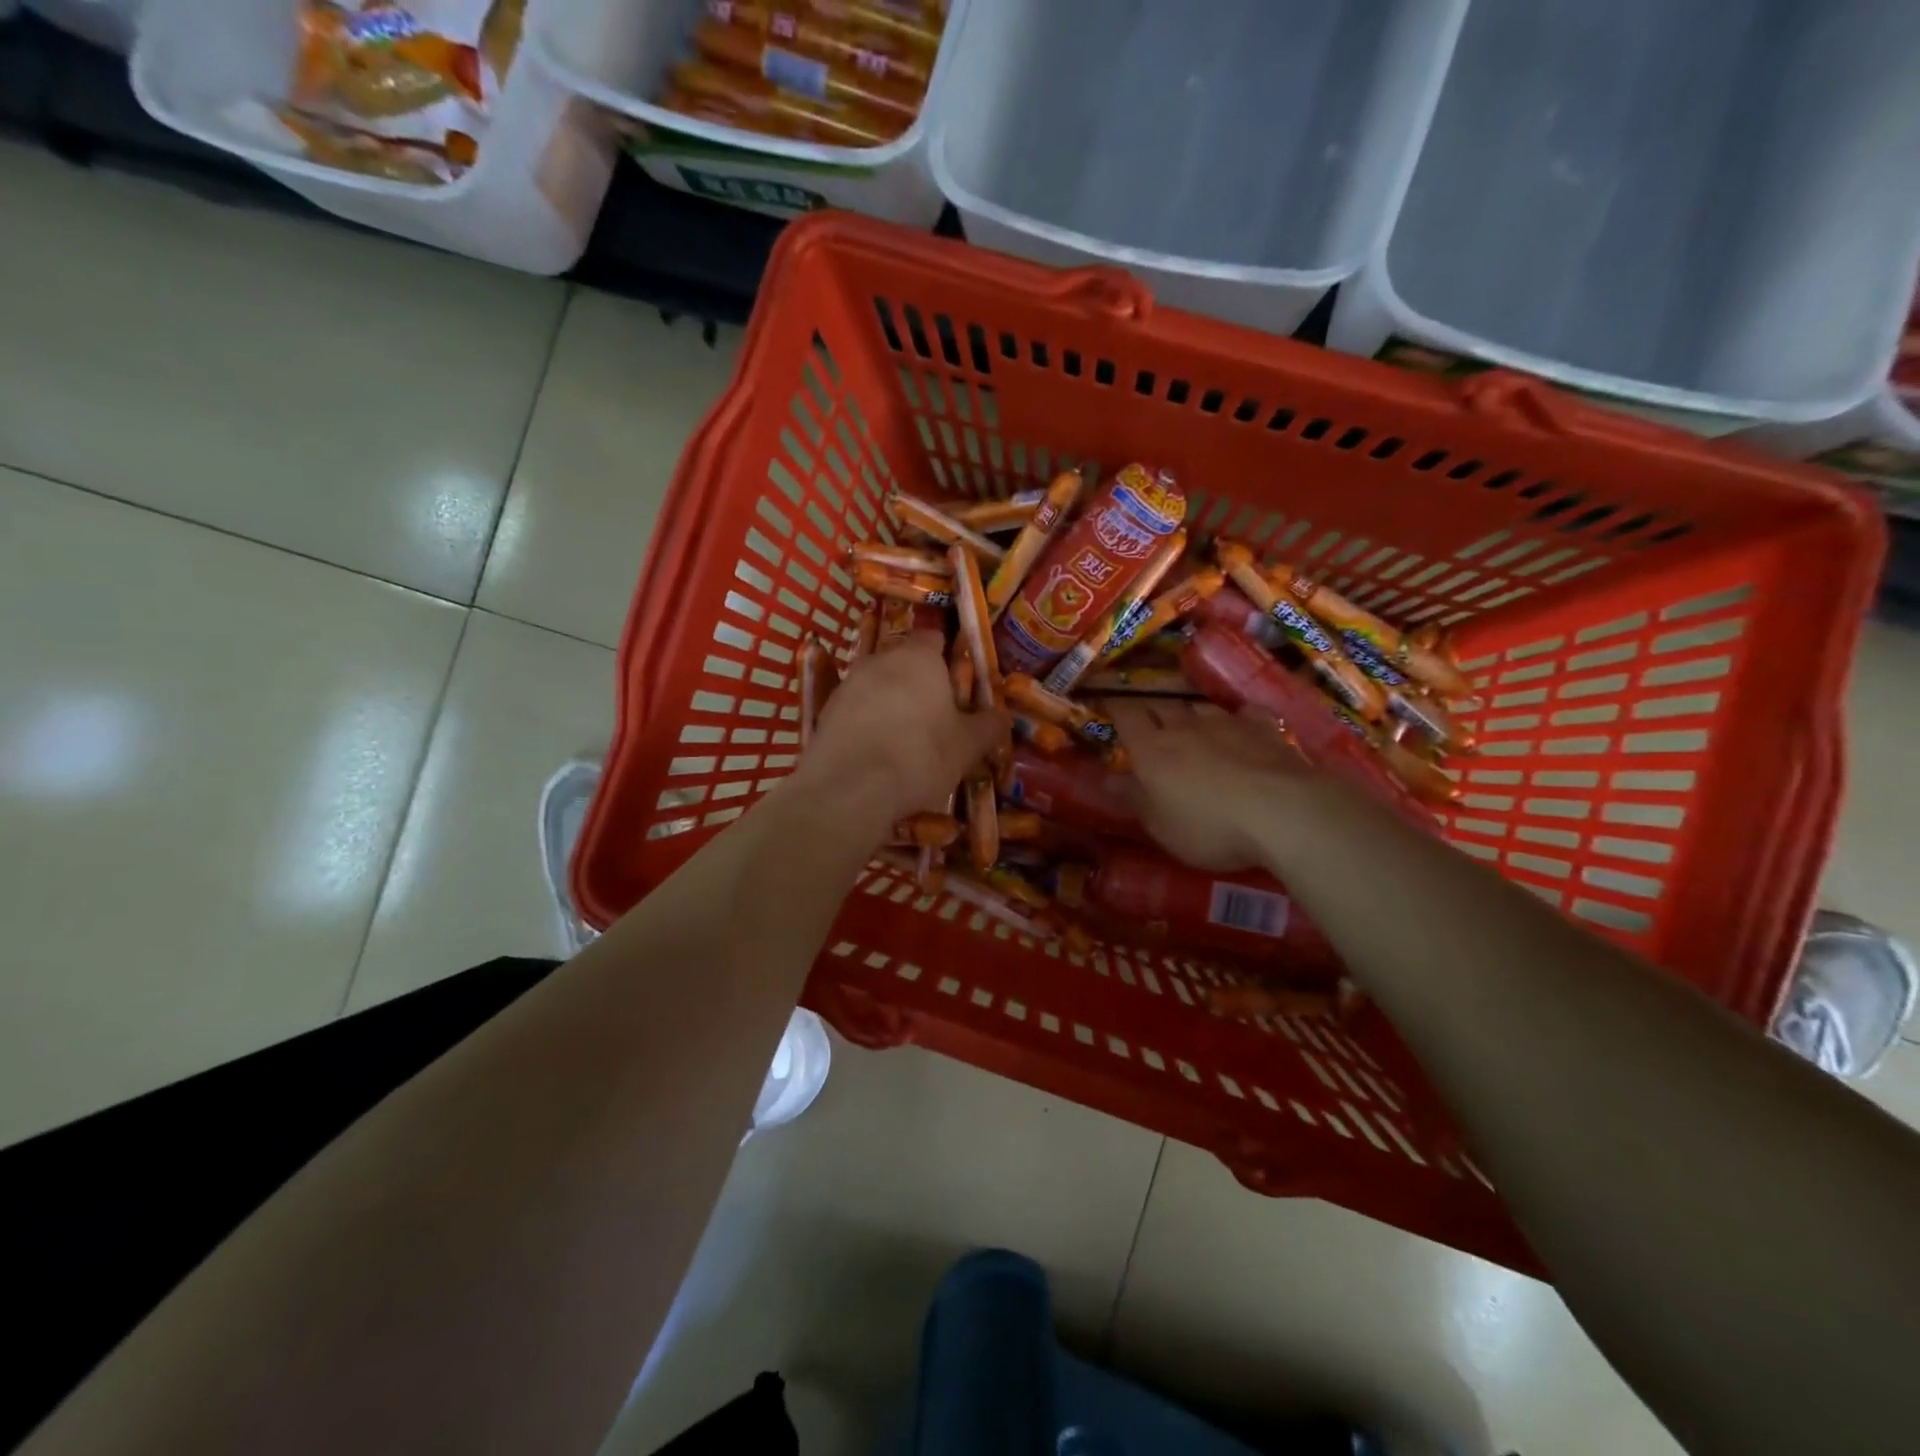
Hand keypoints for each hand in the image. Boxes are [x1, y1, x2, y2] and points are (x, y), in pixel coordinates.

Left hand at [799, 632, 1005, 824]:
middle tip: (936, 718)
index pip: (934, 637)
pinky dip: (867, 726)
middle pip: (904, 663)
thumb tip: (1001, 716)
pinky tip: (877, 756)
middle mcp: (880, 660)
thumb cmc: (920, 755)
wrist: (850, 788)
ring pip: (877, 687)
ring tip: (905, 743)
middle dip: (918, 684)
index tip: (957, 683)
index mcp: (919, 657)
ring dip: (890, 705)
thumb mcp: (968, 746)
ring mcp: (848, 685)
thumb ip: (989, 725)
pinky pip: (855, 712)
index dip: (947, 657)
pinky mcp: (825, 713)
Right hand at [1103, 699, 1308, 871]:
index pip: (1126, 715)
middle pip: (1161, 705)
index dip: (1115, 709)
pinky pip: (1242, 714)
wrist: (1283, 812)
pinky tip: (1239, 726)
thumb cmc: (1210, 827)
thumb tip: (1108, 779)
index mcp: (1151, 749)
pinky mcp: (1263, 728)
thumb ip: (1134, 799)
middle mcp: (1184, 727)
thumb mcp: (1162, 826)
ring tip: (1189, 725)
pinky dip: (1235, 719)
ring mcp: (1226, 723)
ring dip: (1190, 714)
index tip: (1108, 706)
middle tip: (1146, 719)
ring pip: (1199, 707)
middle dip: (1150, 710)